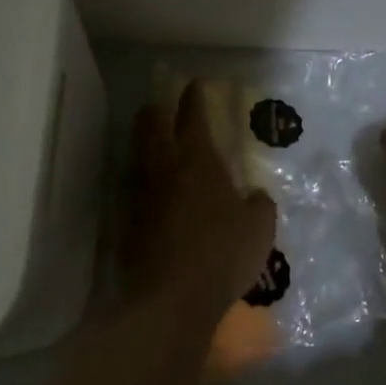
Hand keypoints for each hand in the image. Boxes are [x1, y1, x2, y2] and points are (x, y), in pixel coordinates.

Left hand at [123, 80, 276, 326]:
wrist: (170, 300)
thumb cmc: (222, 255)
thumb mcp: (259, 228)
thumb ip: (259, 204)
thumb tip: (255, 195)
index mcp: (198, 160)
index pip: (193, 114)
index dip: (195, 96)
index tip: (195, 84)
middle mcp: (163, 168)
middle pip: (151, 125)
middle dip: (157, 110)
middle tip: (164, 108)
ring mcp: (139, 195)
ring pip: (136, 155)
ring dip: (144, 143)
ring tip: (154, 144)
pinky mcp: (126, 223)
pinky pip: (133, 189)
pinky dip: (142, 181)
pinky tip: (151, 192)